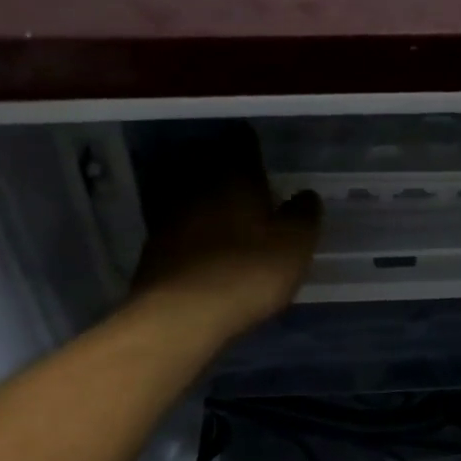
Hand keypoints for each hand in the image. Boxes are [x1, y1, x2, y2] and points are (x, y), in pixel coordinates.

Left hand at [133, 128, 320, 339]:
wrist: (180, 316)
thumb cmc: (248, 272)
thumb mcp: (294, 246)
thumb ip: (303, 215)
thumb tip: (305, 195)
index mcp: (235, 177)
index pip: (244, 145)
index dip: (254, 145)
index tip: (264, 151)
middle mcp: (198, 186)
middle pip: (213, 167)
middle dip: (230, 174)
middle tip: (250, 184)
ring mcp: (170, 216)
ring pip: (194, 197)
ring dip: (209, 204)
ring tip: (229, 217)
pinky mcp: (154, 248)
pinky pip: (180, 229)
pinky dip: (194, 233)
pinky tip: (206, 249)